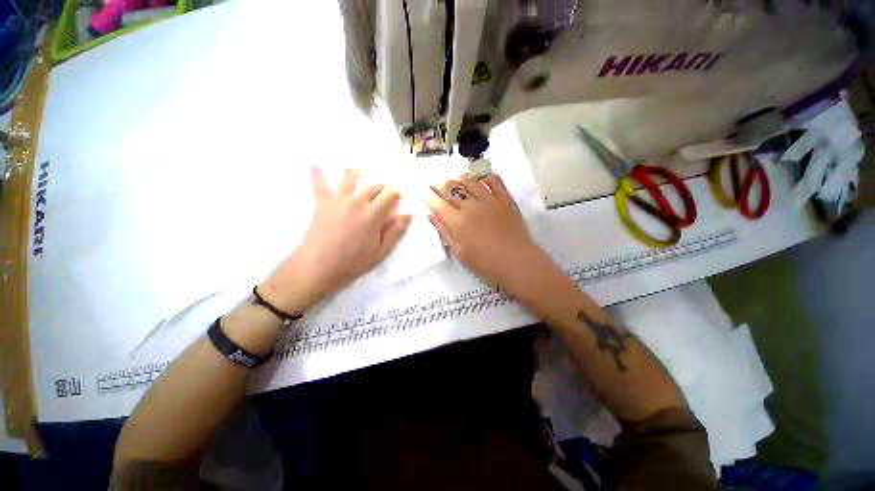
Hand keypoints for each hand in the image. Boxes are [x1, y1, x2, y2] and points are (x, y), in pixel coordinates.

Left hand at [260, 166, 411, 313]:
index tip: (399, 195)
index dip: (396, 193)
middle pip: (372, 186)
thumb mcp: (381, 251)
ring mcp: (338, 201)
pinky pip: (319, 186)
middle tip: (384, 190)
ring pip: (349, 179)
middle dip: (381, 186)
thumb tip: (408, 215)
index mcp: (373, 214)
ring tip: (361, 169)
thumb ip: (395, 231)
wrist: (318, 268)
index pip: (389, 196)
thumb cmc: (353, 262)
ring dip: (357, 173)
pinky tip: (314, 165)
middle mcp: (356, 202)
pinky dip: (317, 175)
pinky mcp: (322, 204)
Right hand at [425, 173, 553, 293]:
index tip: (424, 193)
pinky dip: (485, 175)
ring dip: (459, 178)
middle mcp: (470, 205)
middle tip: (435, 183)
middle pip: (451, 189)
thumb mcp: (460, 252)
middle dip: (440, 185)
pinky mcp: (505, 198)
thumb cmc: (486, 263)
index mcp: (457, 221)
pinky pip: (494, 180)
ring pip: (470, 181)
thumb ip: (445, 232)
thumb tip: (432, 215)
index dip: (429, 197)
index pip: (438, 203)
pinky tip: (480, 176)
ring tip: (454, 178)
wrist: (518, 262)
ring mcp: (489, 199)